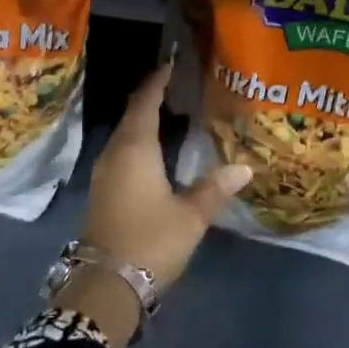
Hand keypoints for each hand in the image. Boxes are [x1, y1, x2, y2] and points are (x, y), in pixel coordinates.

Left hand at [83, 59, 251, 290]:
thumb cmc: (150, 241)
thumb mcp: (190, 216)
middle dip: (152, 97)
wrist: (105, 284)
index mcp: (135, 148)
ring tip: (170, 110)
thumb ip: (215, 188)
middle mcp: (115, 152)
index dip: (158, 81)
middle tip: (177, 84)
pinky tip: (154, 148)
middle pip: (132, 114)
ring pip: (125, 133)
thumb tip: (245, 167)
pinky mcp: (103, 189)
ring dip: (143, 119)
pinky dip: (137, 140)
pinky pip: (121, 150)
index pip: (146, 102)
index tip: (172, 64)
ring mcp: (105, 171)